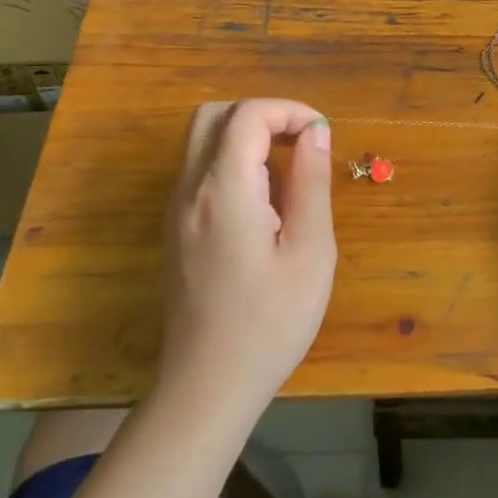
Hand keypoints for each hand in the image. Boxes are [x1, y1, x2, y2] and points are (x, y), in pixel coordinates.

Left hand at [159, 100, 336, 411]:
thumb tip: (315, 131)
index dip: (289, 110)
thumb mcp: (310, 251)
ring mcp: (176, 211)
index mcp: (225, 190)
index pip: (248, 115)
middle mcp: (190, 190)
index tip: (322, 134)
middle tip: (301, 141)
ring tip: (288, 168)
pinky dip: (231, 160)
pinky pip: (199, 170)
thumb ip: (311, 182)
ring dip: (245, 135)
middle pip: (214, 114)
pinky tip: (264, 200)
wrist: (207, 387)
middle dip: (262, 114)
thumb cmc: (270, 322)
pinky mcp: (176, 230)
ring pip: (201, 140)